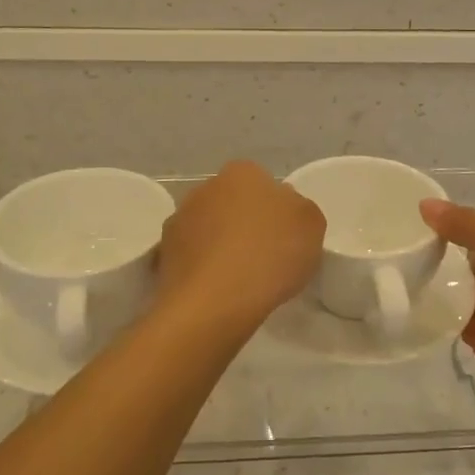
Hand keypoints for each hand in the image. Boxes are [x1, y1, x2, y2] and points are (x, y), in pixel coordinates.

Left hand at [157, 161, 324, 332]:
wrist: (214, 302)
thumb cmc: (270, 254)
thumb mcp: (312, 224)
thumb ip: (299, 209)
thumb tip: (284, 209)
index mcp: (242, 172)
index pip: (263, 183)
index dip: (276, 210)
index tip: (286, 237)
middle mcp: (205, 187)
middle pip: (232, 204)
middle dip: (245, 224)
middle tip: (266, 256)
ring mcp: (179, 220)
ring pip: (208, 229)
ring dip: (221, 246)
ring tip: (240, 279)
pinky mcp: (163, 254)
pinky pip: (192, 257)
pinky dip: (203, 269)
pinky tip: (218, 291)